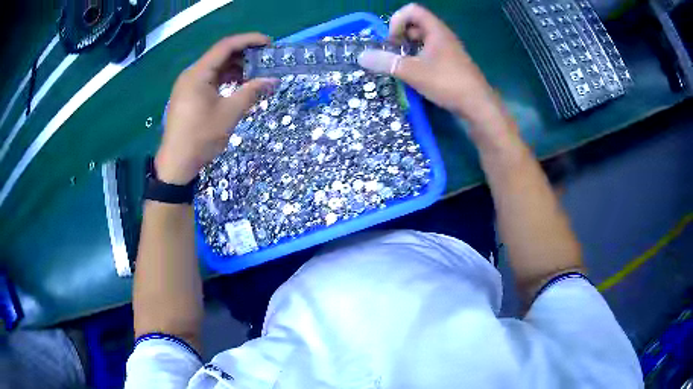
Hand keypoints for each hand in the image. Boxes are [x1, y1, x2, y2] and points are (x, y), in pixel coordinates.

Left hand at [156, 33, 276, 184]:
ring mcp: (188, 85)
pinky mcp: (189, 96)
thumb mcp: (229, 114)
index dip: (249, 40)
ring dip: (236, 68)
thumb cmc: (201, 137)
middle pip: (220, 55)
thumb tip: (273, 80)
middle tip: (265, 59)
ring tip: (256, 74)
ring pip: (216, 68)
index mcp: (198, 74)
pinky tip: (239, 86)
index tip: (269, 43)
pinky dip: (226, 79)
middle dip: (244, 55)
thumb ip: (251, 92)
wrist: (177, 164)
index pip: (225, 46)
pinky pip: (210, 80)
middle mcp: (191, 74)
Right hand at [358, 4, 514, 145]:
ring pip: (422, 41)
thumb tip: (361, 57)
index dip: (397, 21)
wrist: (478, 105)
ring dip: (407, 49)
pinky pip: (429, 53)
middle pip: (416, 24)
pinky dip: (418, 59)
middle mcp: (442, 36)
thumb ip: (386, 63)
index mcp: (436, 31)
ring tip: (401, 66)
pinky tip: (415, 75)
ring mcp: (448, 50)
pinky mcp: (450, 63)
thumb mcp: (413, 72)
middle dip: (400, 36)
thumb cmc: (447, 83)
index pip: (412, 11)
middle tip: (394, 54)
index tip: (392, 41)